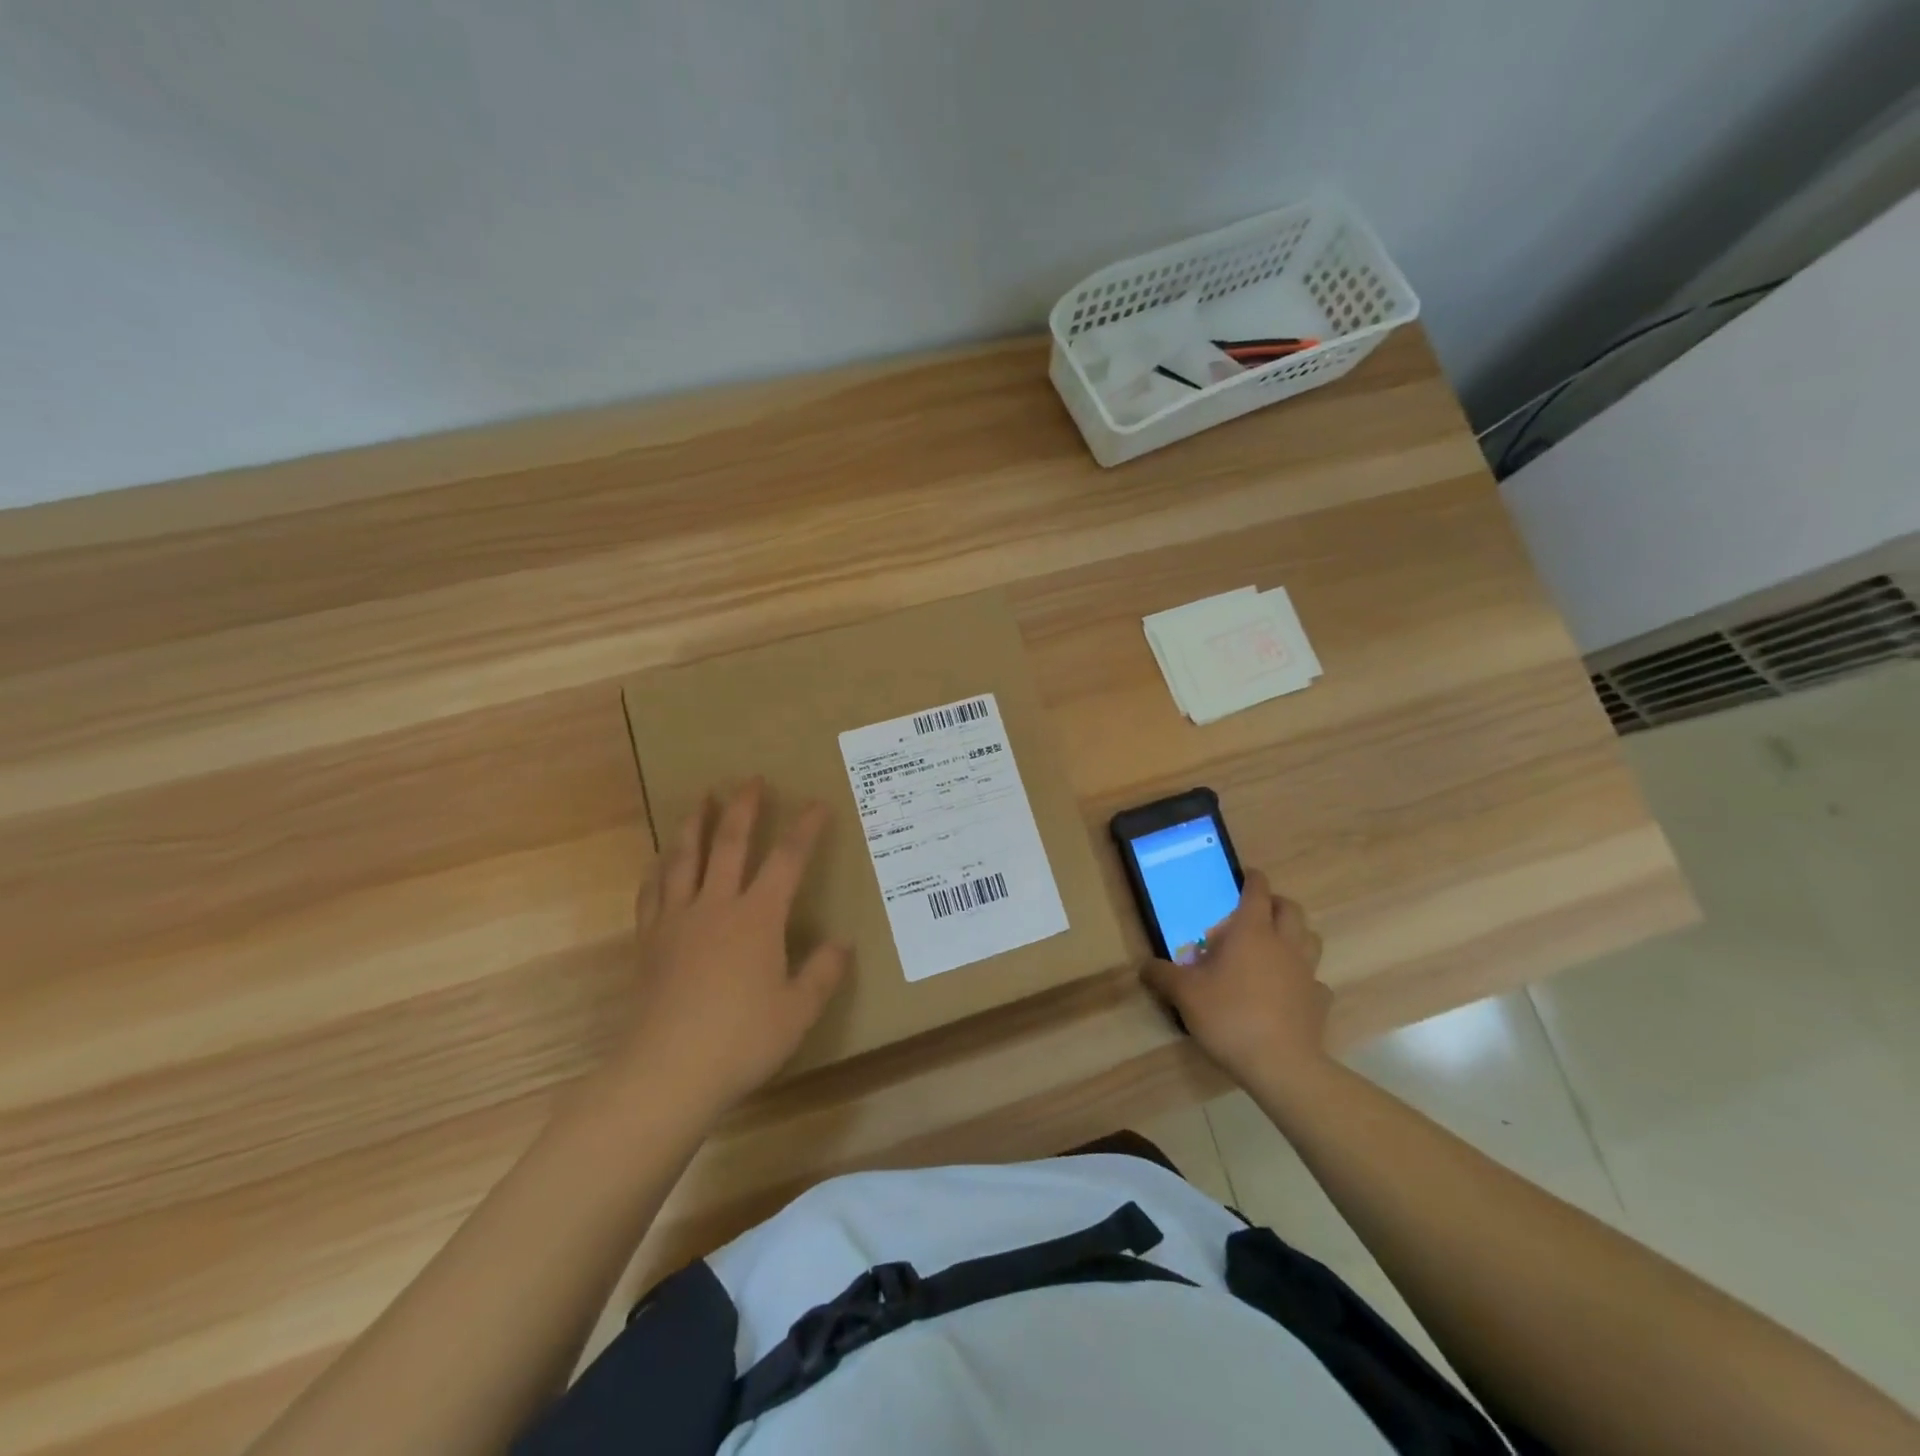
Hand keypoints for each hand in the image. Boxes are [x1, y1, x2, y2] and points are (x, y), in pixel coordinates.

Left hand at [615, 778, 849, 1116]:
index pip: (787, 860)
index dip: (804, 829)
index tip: (817, 804)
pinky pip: (653, 892)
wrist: (666, 1072)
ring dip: (695, 824)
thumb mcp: (797, 1011)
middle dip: (743, 809)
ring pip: (685, 858)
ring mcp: (677, 920)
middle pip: (730, 844)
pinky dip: (658, 868)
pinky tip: (660, 859)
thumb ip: (823, 974)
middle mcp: (716, 906)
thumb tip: (842, 944)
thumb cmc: (741, 1040)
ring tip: (701, 800)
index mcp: (757, 918)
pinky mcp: (649, 941)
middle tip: (750, 779)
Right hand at [1142, 871, 1330, 1097]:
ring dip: (1296, 934)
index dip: (1252, 879)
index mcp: (1252, 932)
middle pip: (1291, 909)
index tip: (1246, 874)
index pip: (1258, 892)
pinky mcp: (1319, 1000)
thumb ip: (1162, 975)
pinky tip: (1289, 990)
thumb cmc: (1230, 1016)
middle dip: (1276, 903)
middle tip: (1256, 912)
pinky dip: (1304, 978)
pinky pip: (1316, 980)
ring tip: (1275, 946)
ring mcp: (1307, 972)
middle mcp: (1284, 944)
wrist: (1281, 1065)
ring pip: (1310, 938)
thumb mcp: (1185, 994)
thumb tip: (1143, 966)